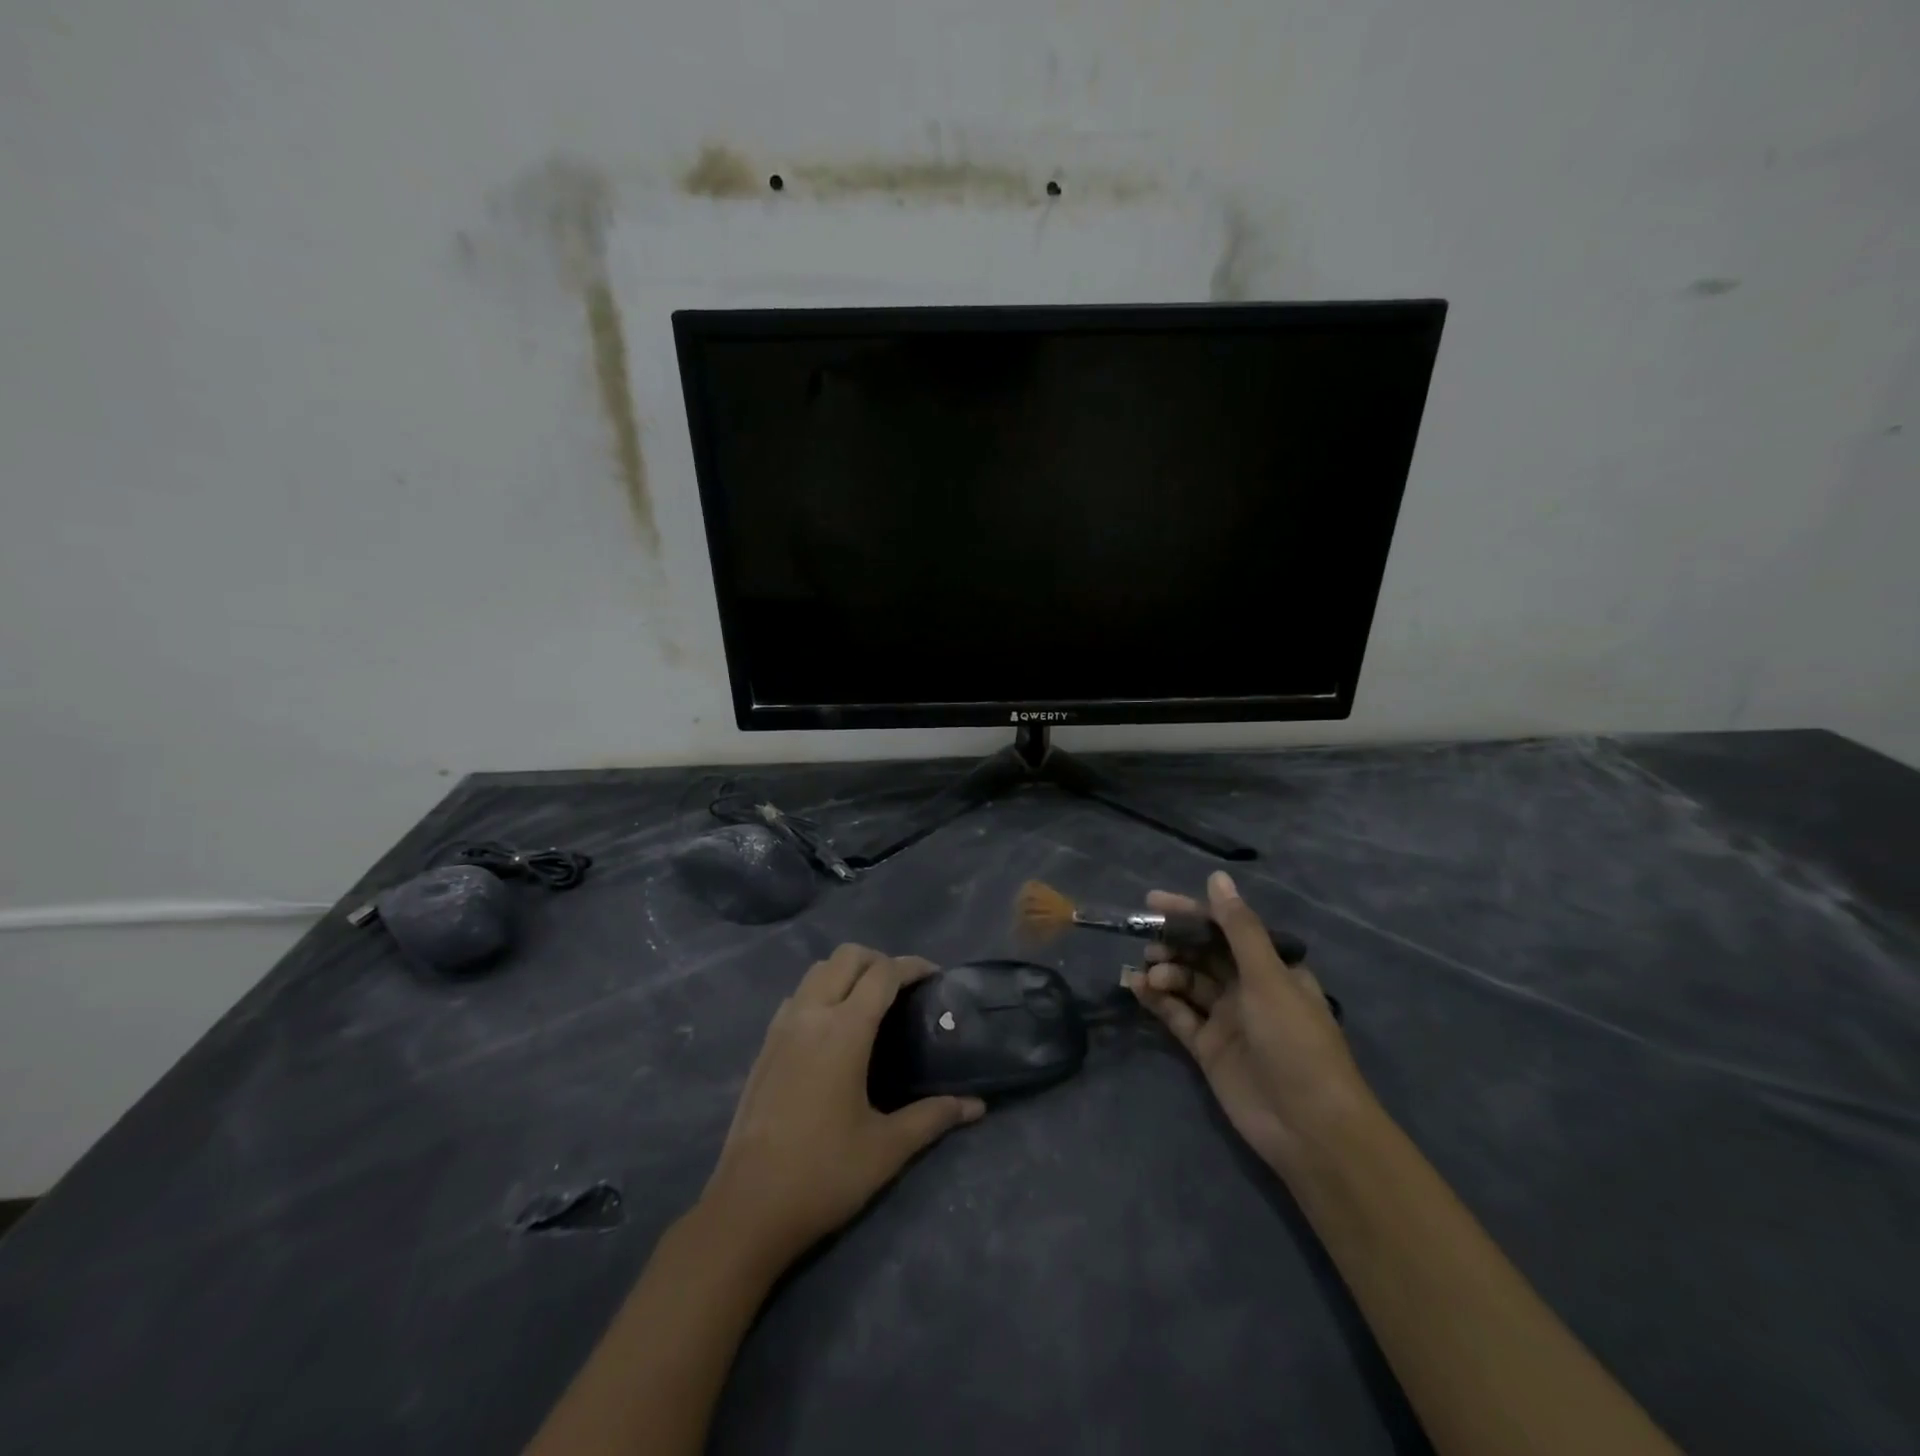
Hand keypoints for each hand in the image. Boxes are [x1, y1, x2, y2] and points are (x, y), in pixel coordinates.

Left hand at [698, 945, 984, 1268]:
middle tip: (904, 988)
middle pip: (846, 956)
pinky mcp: (764, 1046)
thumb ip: (933, 1117)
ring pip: (817, 971)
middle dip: (879, 960)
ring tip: (870, 1003)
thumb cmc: (824, 1175)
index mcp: (843, 1030)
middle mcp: (810, 1015)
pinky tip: (833, 1030)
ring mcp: (781, 1028)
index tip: (936, 976)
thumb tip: (976, 1106)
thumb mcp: (887, 1148)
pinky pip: (797, 996)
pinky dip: (821, 992)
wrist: (747, 1209)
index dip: (913, 966)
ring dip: (847, 972)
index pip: (883, 973)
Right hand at [1123, 872, 1368, 1173]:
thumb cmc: (1295, 1041)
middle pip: (1202, 955)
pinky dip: (1157, 1000)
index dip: (1191, 913)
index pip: (1225, 929)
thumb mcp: (1268, 977)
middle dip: (1173, 943)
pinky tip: (1136, 987)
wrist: (1308, 1126)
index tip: (1155, 902)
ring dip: (1165, 971)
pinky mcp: (1208, 1048)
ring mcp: (1226, 1019)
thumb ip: (1238, 928)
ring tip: (1148, 972)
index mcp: (1271, 968)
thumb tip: (1217, 877)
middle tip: (1146, 939)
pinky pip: (1177, 1014)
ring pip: (1187, 983)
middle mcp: (1248, 988)